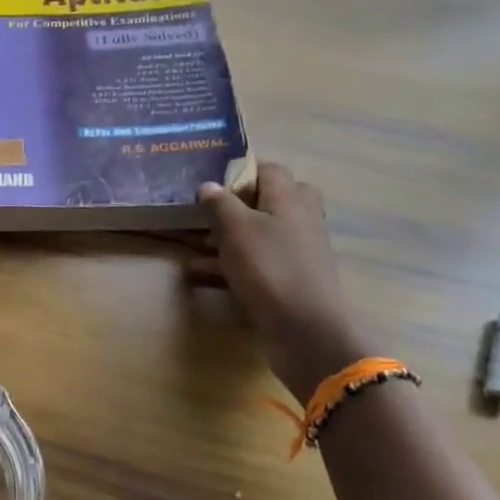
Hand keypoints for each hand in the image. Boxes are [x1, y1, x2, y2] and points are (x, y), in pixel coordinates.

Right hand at [196, 163, 376, 397]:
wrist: (306, 329)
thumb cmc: (269, 266)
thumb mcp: (235, 228)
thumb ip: (220, 203)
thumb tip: (209, 185)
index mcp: (289, 197)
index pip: (268, 170)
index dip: (239, 172)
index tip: (210, 185)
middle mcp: (298, 219)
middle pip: (264, 203)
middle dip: (232, 209)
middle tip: (203, 216)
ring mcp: (296, 252)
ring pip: (256, 235)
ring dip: (225, 240)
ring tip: (193, 248)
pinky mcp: (289, 280)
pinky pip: (255, 264)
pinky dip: (230, 266)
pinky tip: (199, 275)